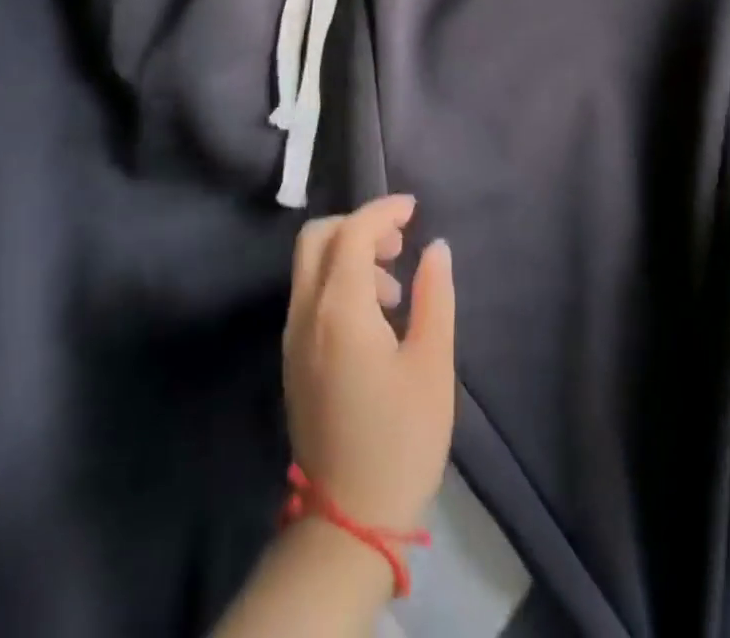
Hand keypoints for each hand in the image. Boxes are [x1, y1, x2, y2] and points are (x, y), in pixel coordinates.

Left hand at [282, 194, 455, 532]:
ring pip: (310, 266)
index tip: (414, 208)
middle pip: (317, 238)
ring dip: (348, 253)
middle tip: (398, 242)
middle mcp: (306, 313)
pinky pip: (309, 295)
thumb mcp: (433, 365)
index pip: (352, 233)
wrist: (349, 521)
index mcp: (340, 310)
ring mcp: (292, 337)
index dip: (383, 211)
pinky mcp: (293, 359)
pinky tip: (375, 315)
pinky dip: (338, 281)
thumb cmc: (401, 439)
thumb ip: (434, 296)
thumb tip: (436, 247)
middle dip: (357, 225)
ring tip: (395, 287)